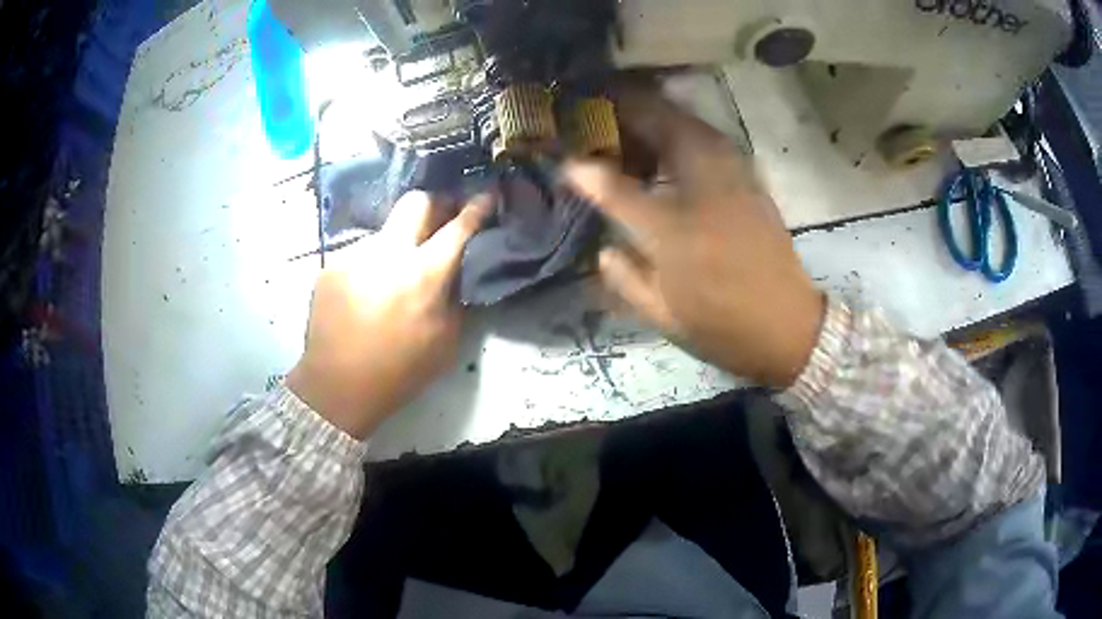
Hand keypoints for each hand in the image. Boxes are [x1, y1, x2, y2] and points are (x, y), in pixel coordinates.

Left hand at [286, 191, 490, 438]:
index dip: (477, 208)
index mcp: (424, 274)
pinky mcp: (331, 265)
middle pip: (417, 201)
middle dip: (435, 204)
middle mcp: (388, 252)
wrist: (336, 386)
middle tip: (441, 220)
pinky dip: (372, 264)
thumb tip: (457, 271)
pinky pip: (361, 253)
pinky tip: (367, 291)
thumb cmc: (398, 372)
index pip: (458, 227)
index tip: (487, 196)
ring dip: (399, 242)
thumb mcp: (445, 343)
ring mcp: (354, 254)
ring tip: (394, 274)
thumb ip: (455, 298)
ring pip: (386, 230)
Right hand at [563, 89, 824, 386]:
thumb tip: (600, 246)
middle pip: (656, 122)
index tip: (563, 149)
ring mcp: (732, 171)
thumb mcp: (661, 309)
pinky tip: (669, 148)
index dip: (583, 161)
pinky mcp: (749, 175)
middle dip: (622, 110)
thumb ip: (621, 272)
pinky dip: (681, 130)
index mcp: (671, 222)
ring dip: (652, 115)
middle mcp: (701, 183)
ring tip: (628, 127)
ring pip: (685, 121)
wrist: (788, 326)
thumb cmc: (721, 322)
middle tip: (595, 116)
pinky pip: (707, 136)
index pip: (612, 179)